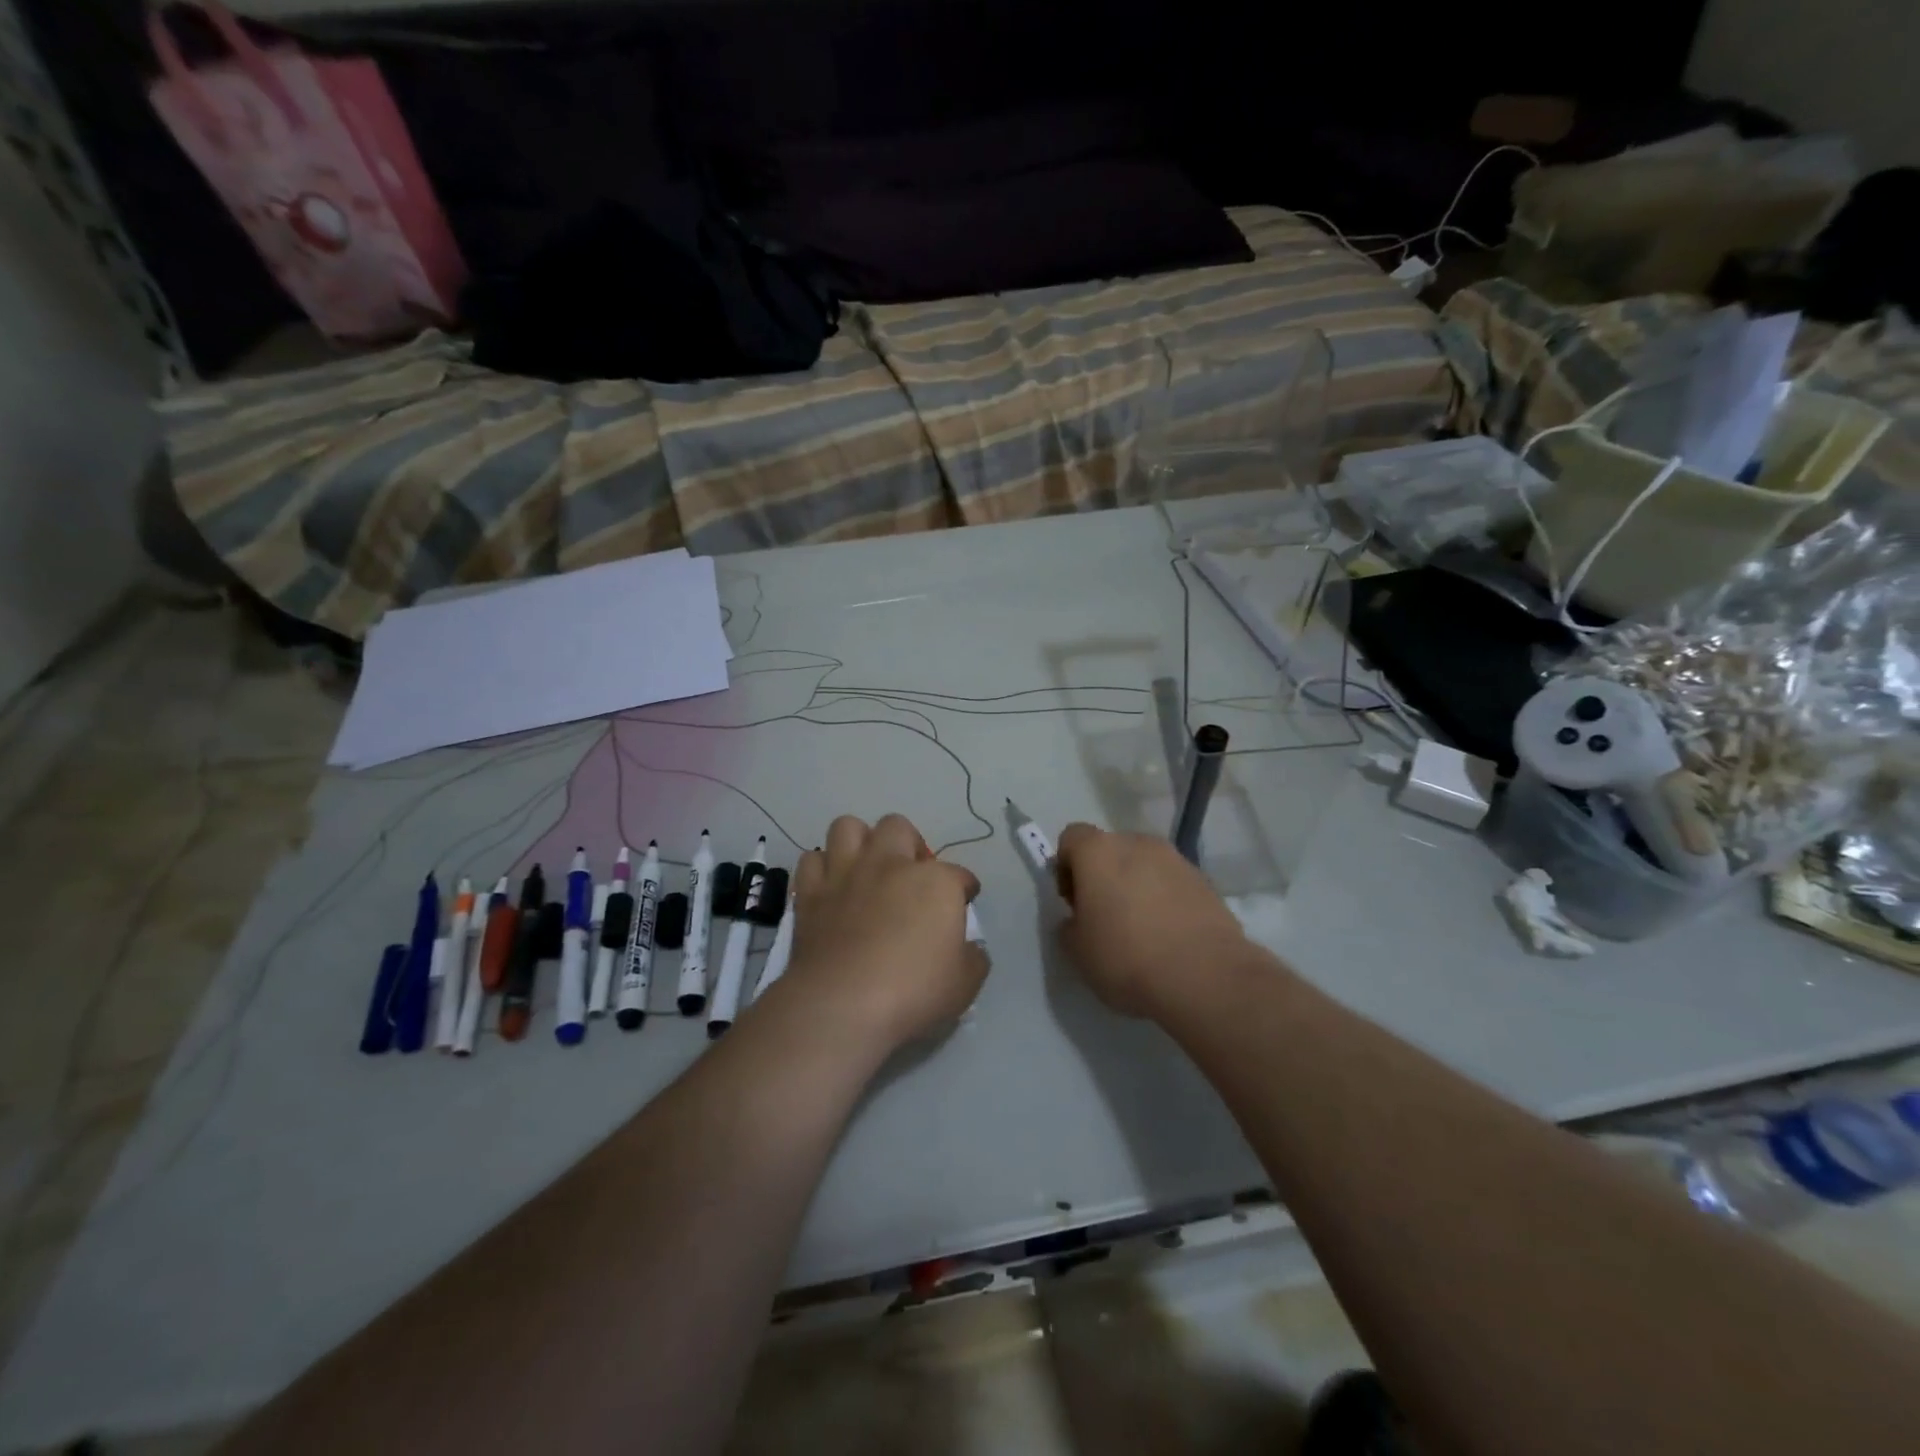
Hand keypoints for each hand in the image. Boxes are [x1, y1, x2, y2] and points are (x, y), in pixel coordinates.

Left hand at [784, 814, 986, 1051]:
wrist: (843, 1004)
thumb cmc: (913, 992)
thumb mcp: (965, 984)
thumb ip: (973, 959)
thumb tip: (971, 949)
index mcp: (936, 882)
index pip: (960, 875)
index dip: (965, 889)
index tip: (963, 902)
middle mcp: (890, 864)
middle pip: (899, 828)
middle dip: (908, 845)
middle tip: (910, 876)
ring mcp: (846, 873)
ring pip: (849, 827)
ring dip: (859, 843)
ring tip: (866, 869)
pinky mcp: (811, 892)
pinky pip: (812, 860)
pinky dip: (822, 869)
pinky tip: (831, 888)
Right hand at [1055, 823, 1250, 1019]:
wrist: (1205, 976)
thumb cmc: (1126, 957)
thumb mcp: (1077, 951)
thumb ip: (1070, 926)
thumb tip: (1079, 920)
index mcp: (1099, 852)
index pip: (1072, 837)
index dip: (1066, 866)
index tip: (1073, 902)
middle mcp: (1137, 844)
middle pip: (1111, 849)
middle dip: (1103, 875)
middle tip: (1104, 916)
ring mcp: (1176, 860)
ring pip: (1144, 865)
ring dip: (1136, 886)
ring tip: (1141, 929)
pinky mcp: (1205, 882)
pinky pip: (1173, 883)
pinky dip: (1166, 900)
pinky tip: (1168, 936)